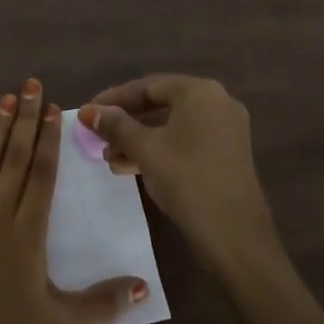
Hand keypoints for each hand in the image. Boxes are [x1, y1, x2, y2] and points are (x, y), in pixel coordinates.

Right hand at [80, 75, 275, 269]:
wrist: (236, 237)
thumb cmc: (187, 180)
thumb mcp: (145, 149)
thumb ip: (115, 125)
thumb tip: (87, 111)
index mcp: (200, 92)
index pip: (148, 86)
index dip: (114, 99)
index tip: (88, 113)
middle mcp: (217, 103)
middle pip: (160, 104)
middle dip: (125, 122)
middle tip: (98, 137)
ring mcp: (225, 130)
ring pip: (171, 126)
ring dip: (138, 139)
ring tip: (109, 158)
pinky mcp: (226, 154)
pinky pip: (185, 141)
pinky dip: (159, 150)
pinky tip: (130, 167)